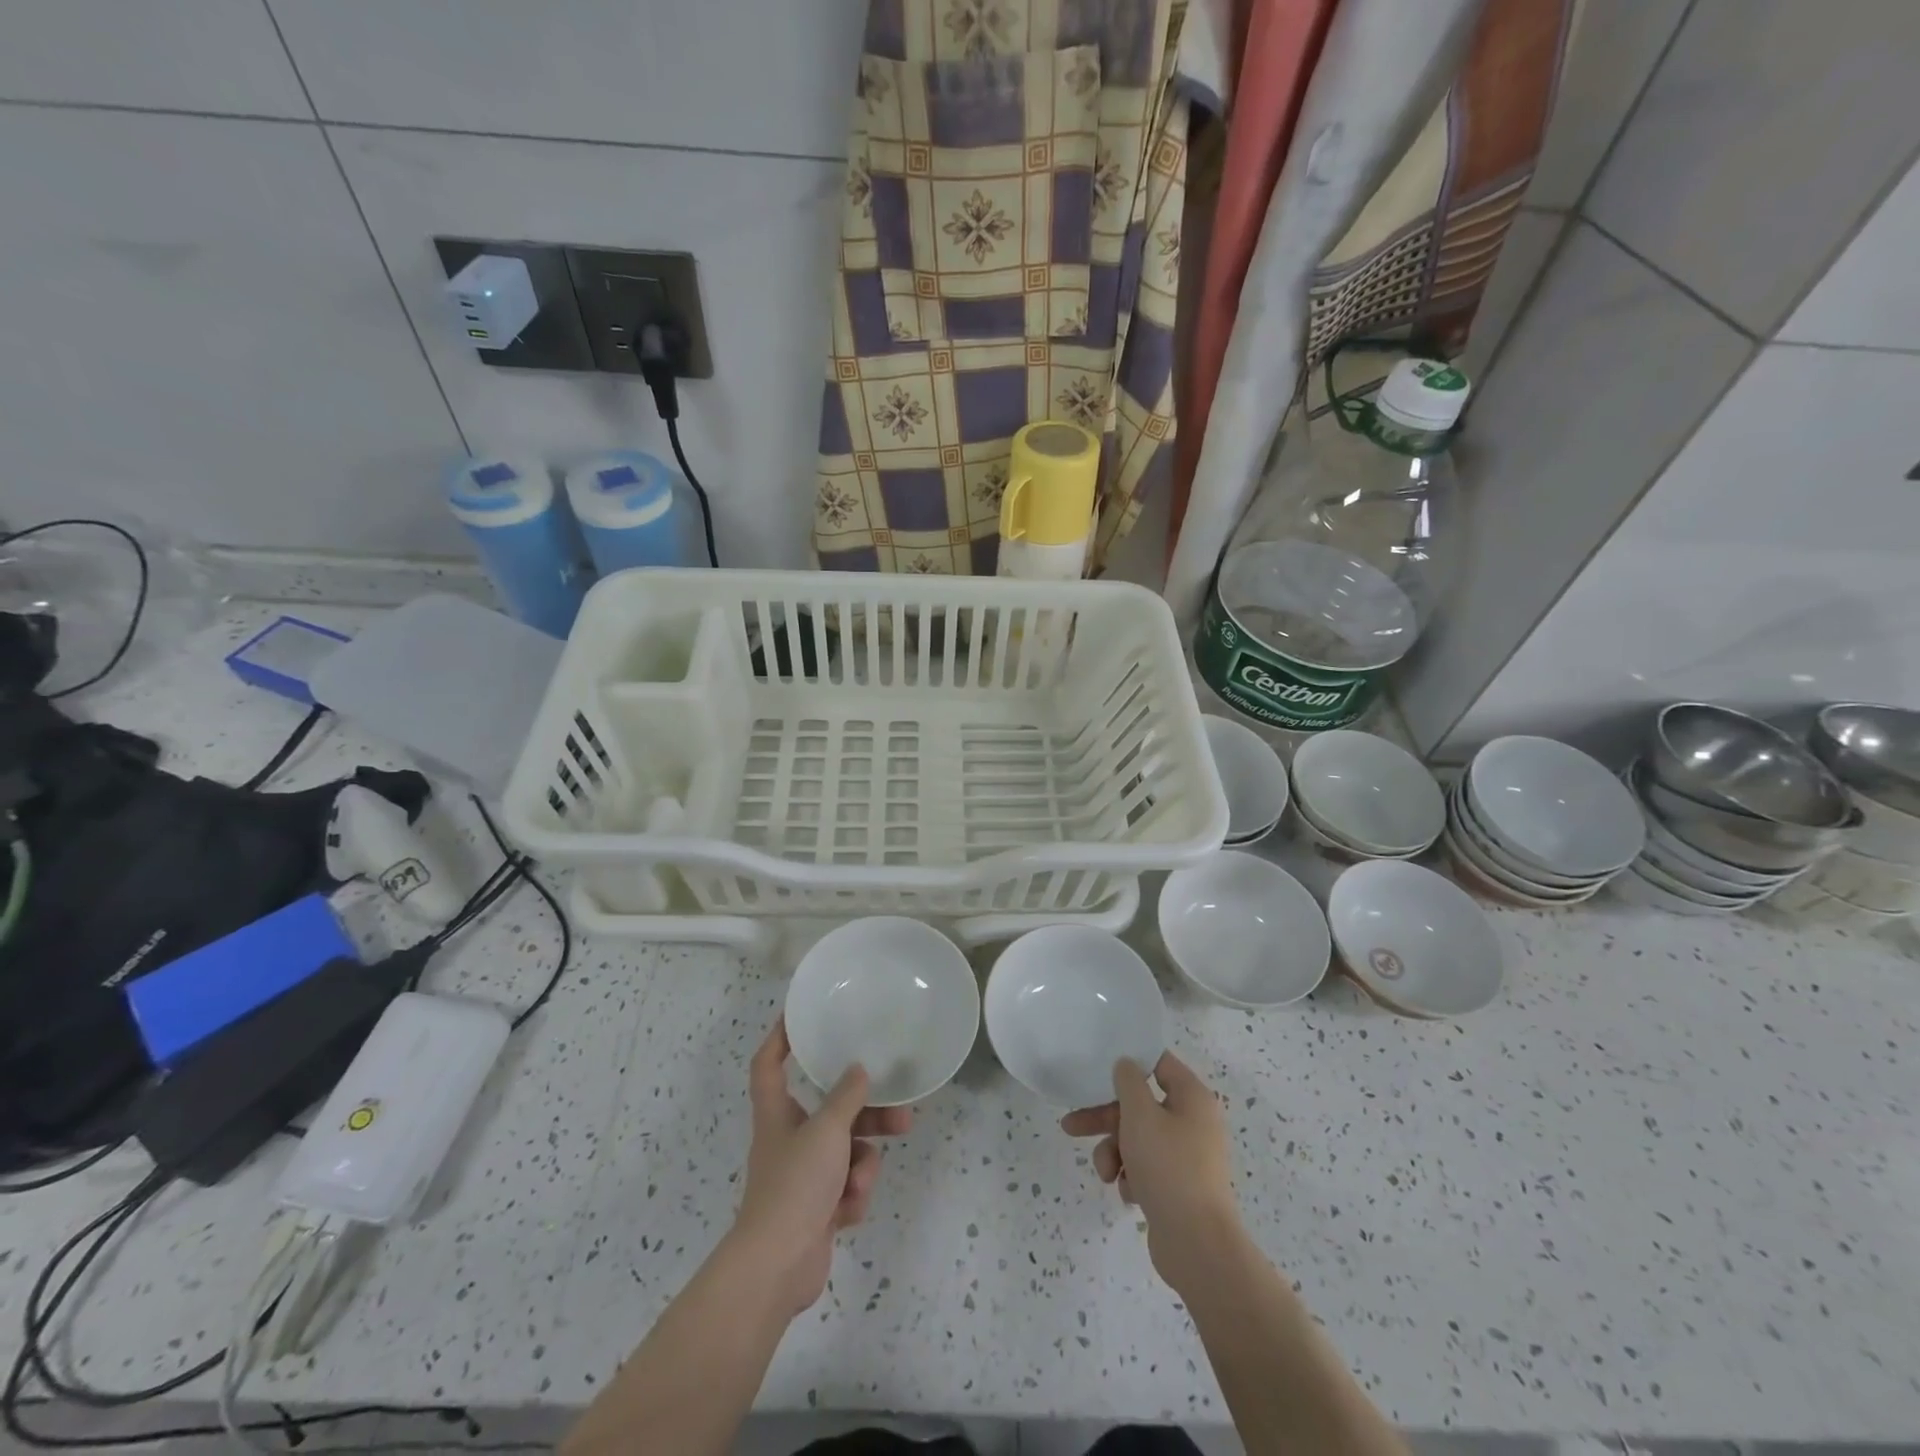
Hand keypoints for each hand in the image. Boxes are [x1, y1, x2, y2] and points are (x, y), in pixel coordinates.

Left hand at [732, 1019, 912, 1315]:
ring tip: (865, 1178)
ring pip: (847, 1152)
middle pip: (831, 1112)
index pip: (769, 1064)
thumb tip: (859, 1070)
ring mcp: (804, 1176)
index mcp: (778, 1114)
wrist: (777, 1267)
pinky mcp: (818, 1208)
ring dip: (862, 1164)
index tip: (800, 1017)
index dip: (780, 1038)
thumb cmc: (795, 1185)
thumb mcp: (827, 1131)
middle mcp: (789, 1139)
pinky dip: (852, 1196)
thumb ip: (846, 1098)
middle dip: (867, 1115)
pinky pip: (847, 1187)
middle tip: (901, 1112)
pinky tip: (848, 1210)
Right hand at [1061, 1051, 1239, 1290]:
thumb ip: (1128, 1082)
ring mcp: (1187, 1156)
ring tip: (1104, 1173)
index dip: (1129, 1063)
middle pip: (1140, 1106)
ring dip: (1113, 1152)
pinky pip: (1146, 1168)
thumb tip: (1127, 1065)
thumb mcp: (1140, 1115)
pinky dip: (1131, 1176)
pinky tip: (1128, 1193)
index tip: (1099, 1067)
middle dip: (1104, 1118)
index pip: (1159, 1064)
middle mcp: (1193, 1122)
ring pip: (1138, 1139)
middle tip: (1072, 1125)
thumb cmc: (1169, 1167)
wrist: (1197, 1245)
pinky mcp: (1178, 1186)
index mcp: (1193, 1098)